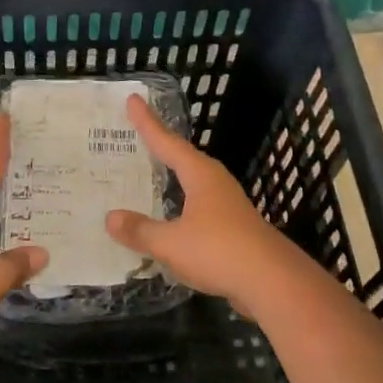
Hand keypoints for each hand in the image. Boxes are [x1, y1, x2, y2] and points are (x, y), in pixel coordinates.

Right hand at [105, 94, 296, 303]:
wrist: (273, 282)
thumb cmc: (219, 251)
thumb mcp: (170, 242)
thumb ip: (140, 230)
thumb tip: (110, 218)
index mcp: (200, 175)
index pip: (167, 142)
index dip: (147, 123)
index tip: (133, 100)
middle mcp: (215, 183)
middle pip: (183, 158)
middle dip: (160, 146)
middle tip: (137, 134)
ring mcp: (227, 205)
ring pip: (192, 183)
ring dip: (171, 177)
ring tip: (151, 172)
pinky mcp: (233, 228)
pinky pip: (197, 207)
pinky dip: (179, 205)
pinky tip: (171, 217)